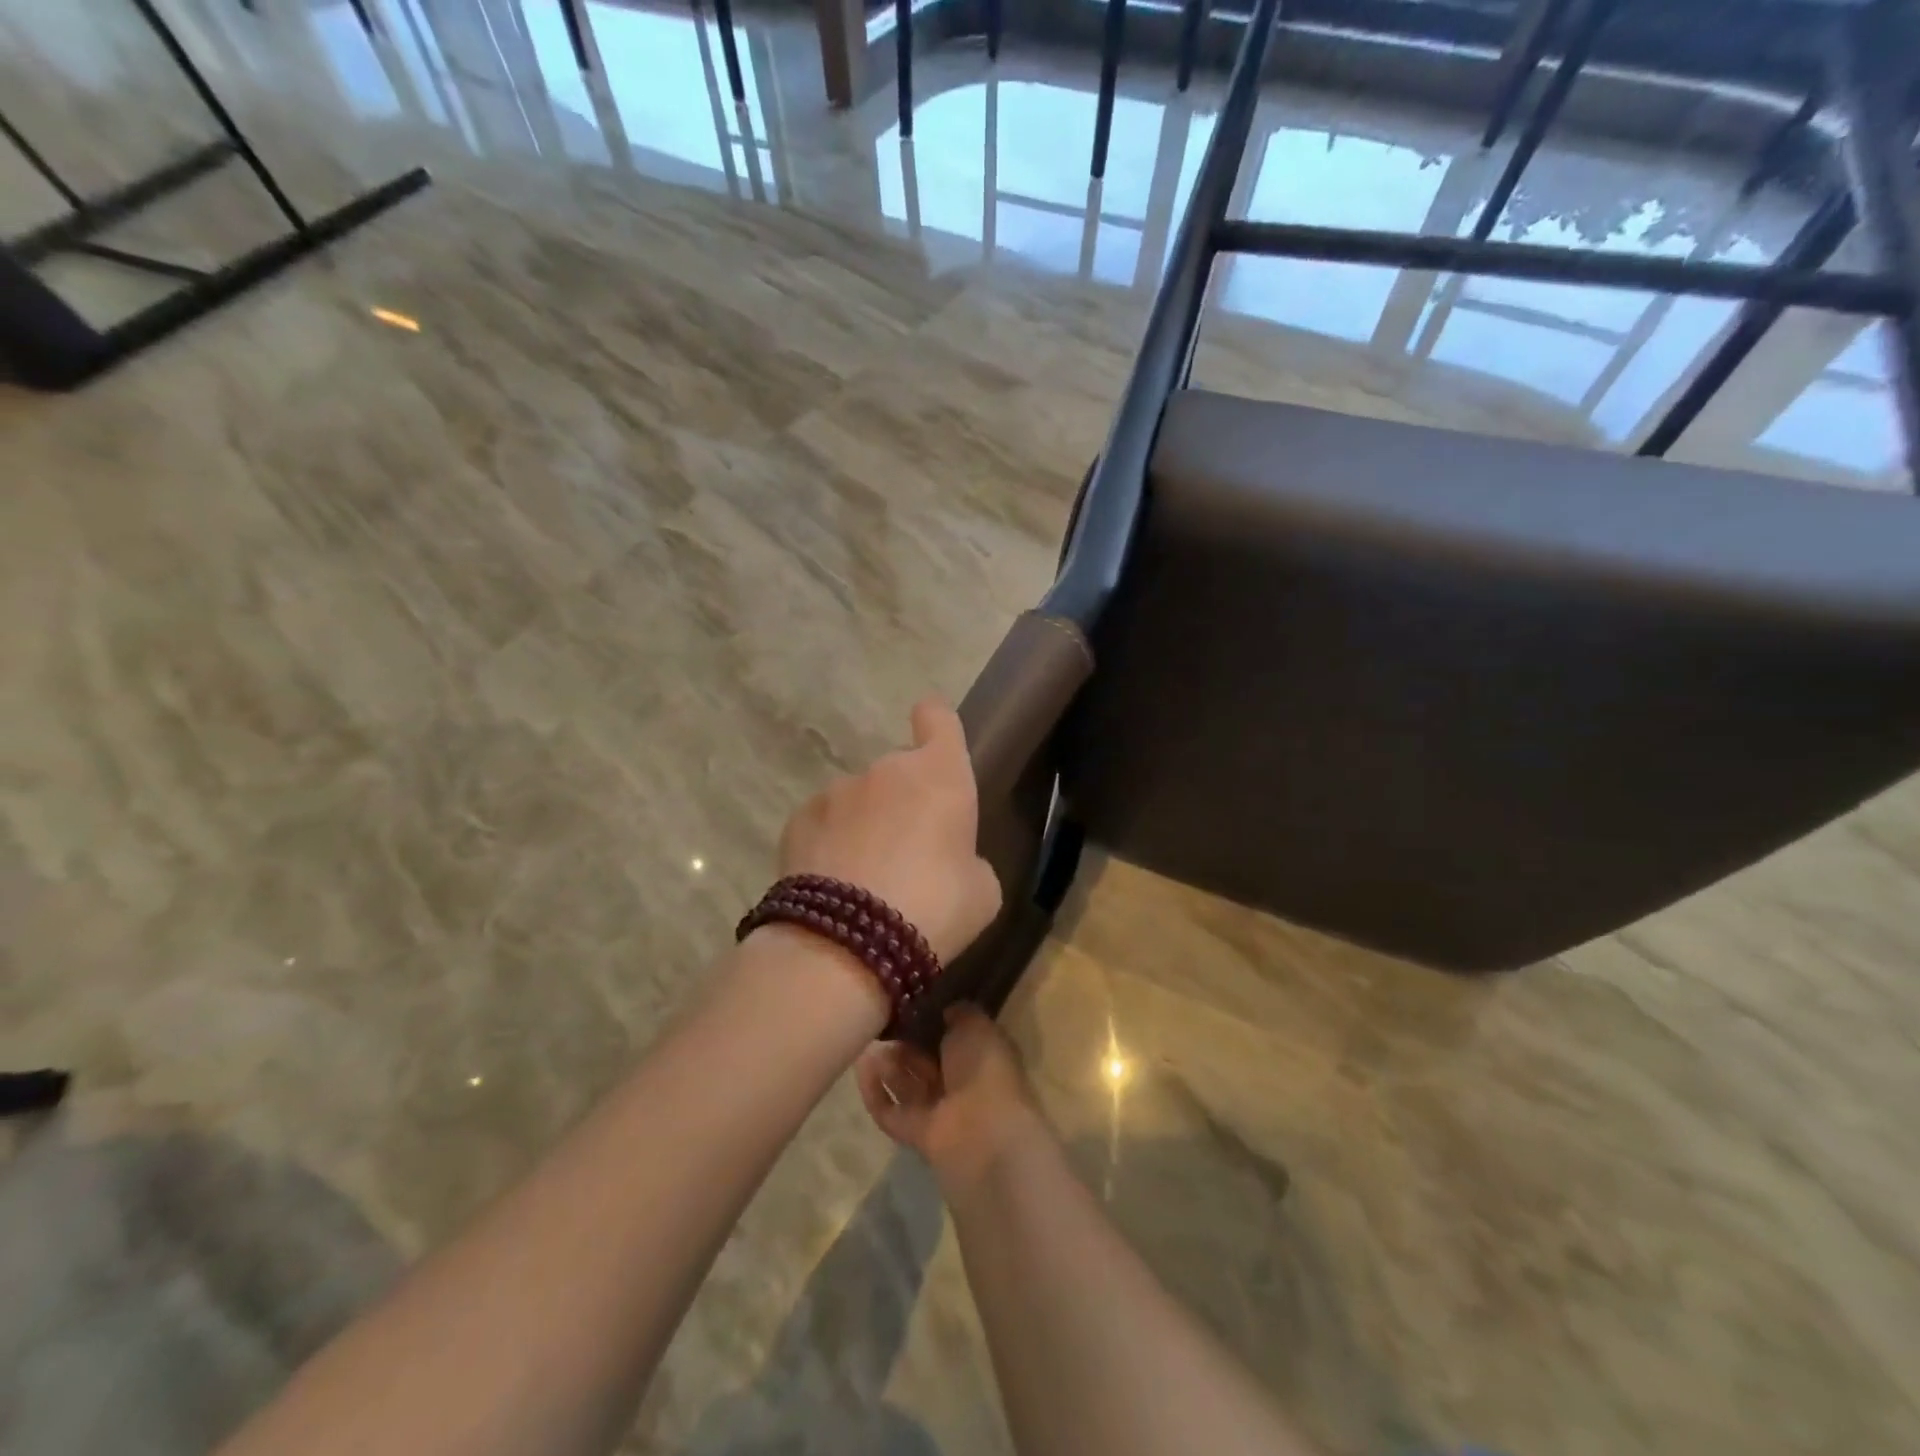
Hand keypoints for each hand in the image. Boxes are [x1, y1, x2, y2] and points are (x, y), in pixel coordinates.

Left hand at [777, 697, 1001, 965]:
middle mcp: (886, 770)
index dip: (937, 723)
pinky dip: (830, 844)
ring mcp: (836, 792)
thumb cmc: (935, 908)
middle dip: (904, 800)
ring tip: (866, 880)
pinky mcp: (797, 820)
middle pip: (899, 770)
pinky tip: (833, 886)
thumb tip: (952, 860)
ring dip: (866, 824)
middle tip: (909, 852)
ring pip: (859, 800)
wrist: (846, 944)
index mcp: (940, 774)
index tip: (934, 738)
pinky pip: (824, 824)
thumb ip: (968, 860)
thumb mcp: (981, 891)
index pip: (938, 717)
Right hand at [856, 1005, 1043, 1186]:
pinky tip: (861, 1066)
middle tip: (884, 1023)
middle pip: (925, 1061)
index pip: (952, 1038)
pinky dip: (874, 1091)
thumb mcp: (976, 1025)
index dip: (932, 1022)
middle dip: (905, 1043)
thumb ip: (959, 1013)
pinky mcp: (914, 1133)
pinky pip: (889, 1111)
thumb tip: (946, 1009)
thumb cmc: (983, 1067)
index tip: (909, 1005)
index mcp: (980, 1057)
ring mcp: (936, 1111)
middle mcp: (959, 1084)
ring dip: (888, 1065)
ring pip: (906, 1085)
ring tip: (870, 1042)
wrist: (981, 1128)